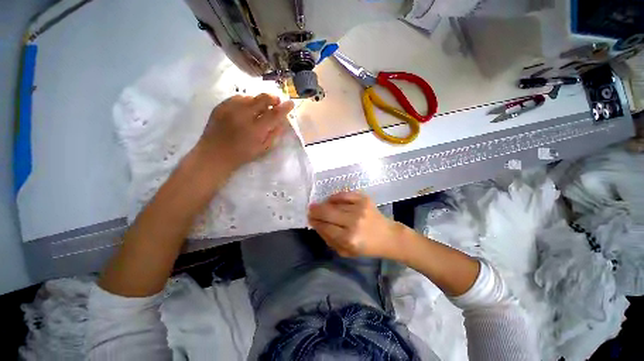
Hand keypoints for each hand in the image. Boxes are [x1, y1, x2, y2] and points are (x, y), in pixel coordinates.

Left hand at [197, 94, 294, 170]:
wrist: (215, 154)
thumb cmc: (242, 154)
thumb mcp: (263, 148)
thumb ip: (274, 134)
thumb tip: (282, 121)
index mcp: (256, 129)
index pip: (274, 114)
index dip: (285, 107)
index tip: (291, 103)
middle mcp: (243, 115)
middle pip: (262, 98)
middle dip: (273, 98)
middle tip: (276, 102)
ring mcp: (230, 109)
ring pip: (250, 96)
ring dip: (259, 101)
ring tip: (260, 108)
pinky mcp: (220, 106)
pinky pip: (237, 97)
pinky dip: (246, 101)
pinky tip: (246, 108)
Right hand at [308, 192, 403, 258]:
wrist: (387, 236)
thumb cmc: (366, 247)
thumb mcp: (345, 252)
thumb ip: (329, 239)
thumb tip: (317, 224)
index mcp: (349, 239)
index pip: (325, 227)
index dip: (315, 222)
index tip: (310, 218)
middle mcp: (354, 222)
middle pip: (328, 213)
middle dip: (315, 211)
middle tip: (310, 209)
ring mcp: (360, 208)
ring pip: (334, 203)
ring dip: (324, 204)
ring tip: (320, 205)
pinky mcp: (364, 199)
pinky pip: (344, 194)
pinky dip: (335, 196)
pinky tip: (331, 199)